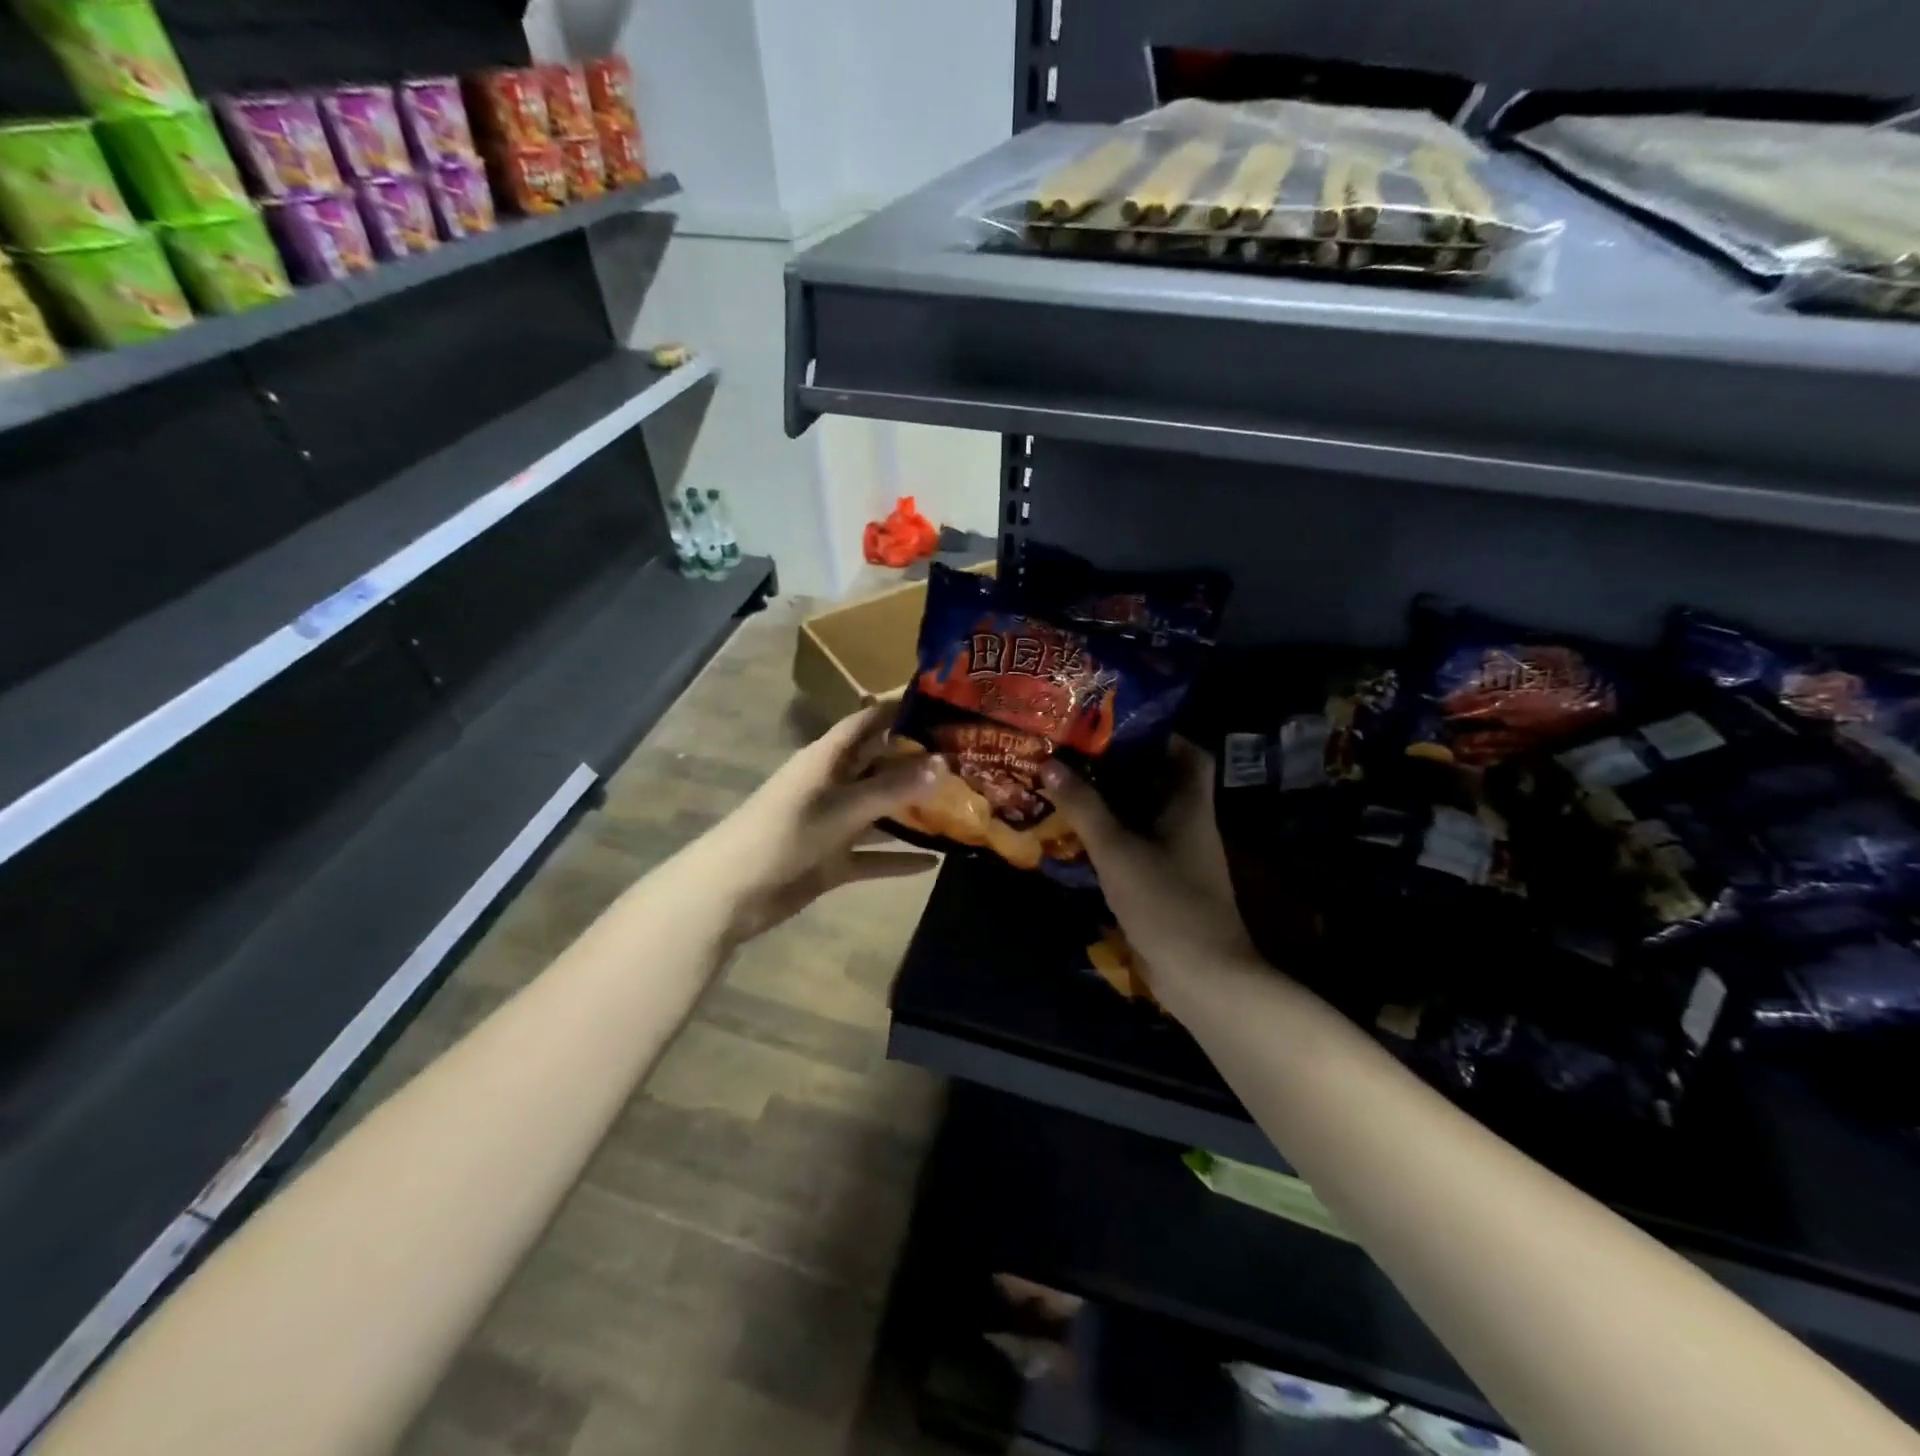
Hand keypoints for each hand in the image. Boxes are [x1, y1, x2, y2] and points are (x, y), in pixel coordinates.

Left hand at [706, 703, 941, 943]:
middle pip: (879, 766)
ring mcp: (832, 825)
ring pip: (879, 813)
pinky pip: (873, 855)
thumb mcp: (842, 808)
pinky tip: (935, 862)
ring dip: (912, 812)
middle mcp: (832, 785)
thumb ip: (891, 789)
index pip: (867, 722)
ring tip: (961, 807)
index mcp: (827, 759)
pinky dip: (899, 858)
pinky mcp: (832, 861)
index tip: (942, 703)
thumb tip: (942, 765)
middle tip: (966, 760)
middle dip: (917, 763)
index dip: (898, 710)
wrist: (732, 892)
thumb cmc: (784, 834)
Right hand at [1040, 740, 1257, 991]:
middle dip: (1119, 765)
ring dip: (1110, 801)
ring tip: (1067, 782)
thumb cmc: (1165, 901)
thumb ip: (1084, 807)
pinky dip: (1109, 835)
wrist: (1201, 975)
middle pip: (1157, 781)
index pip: (1187, 752)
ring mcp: (1176, 855)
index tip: (1115, 722)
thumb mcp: (1117, 849)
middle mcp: (1187, 823)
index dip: (1159, 732)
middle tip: (1076, 749)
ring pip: (1142, 814)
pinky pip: (1134, 845)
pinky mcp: (1163, 883)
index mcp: (1189, 805)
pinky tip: (1076, 832)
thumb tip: (1050, 764)